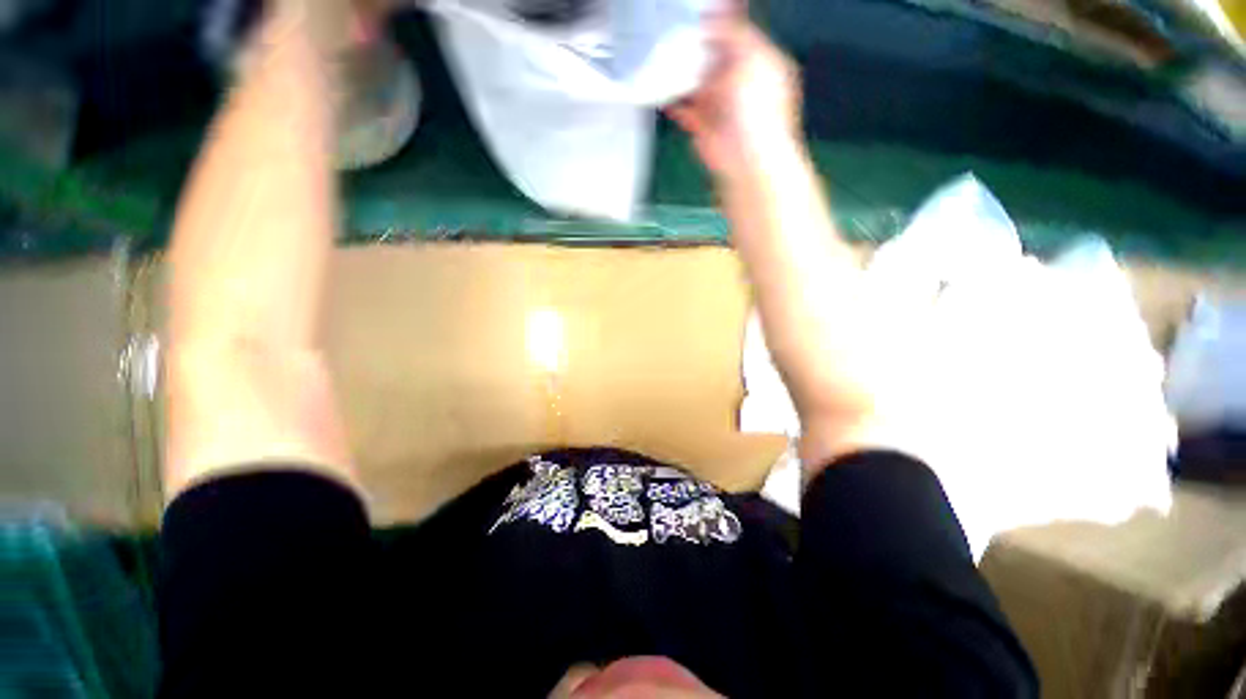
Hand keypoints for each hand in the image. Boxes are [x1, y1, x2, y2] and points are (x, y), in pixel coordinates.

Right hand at [668, 16, 801, 178]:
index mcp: (758, 63)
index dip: (720, 23)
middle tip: (674, 31)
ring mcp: (721, 107)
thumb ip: (734, 33)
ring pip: (698, 84)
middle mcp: (740, 84)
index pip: (738, 35)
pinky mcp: (703, 127)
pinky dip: (673, 103)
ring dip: (682, 73)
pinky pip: (685, 110)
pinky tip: (661, 92)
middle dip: (696, 47)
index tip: (697, 13)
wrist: (745, 159)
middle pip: (715, 59)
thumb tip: (716, 14)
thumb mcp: (752, 58)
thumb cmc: (757, 109)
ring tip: (663, 56)